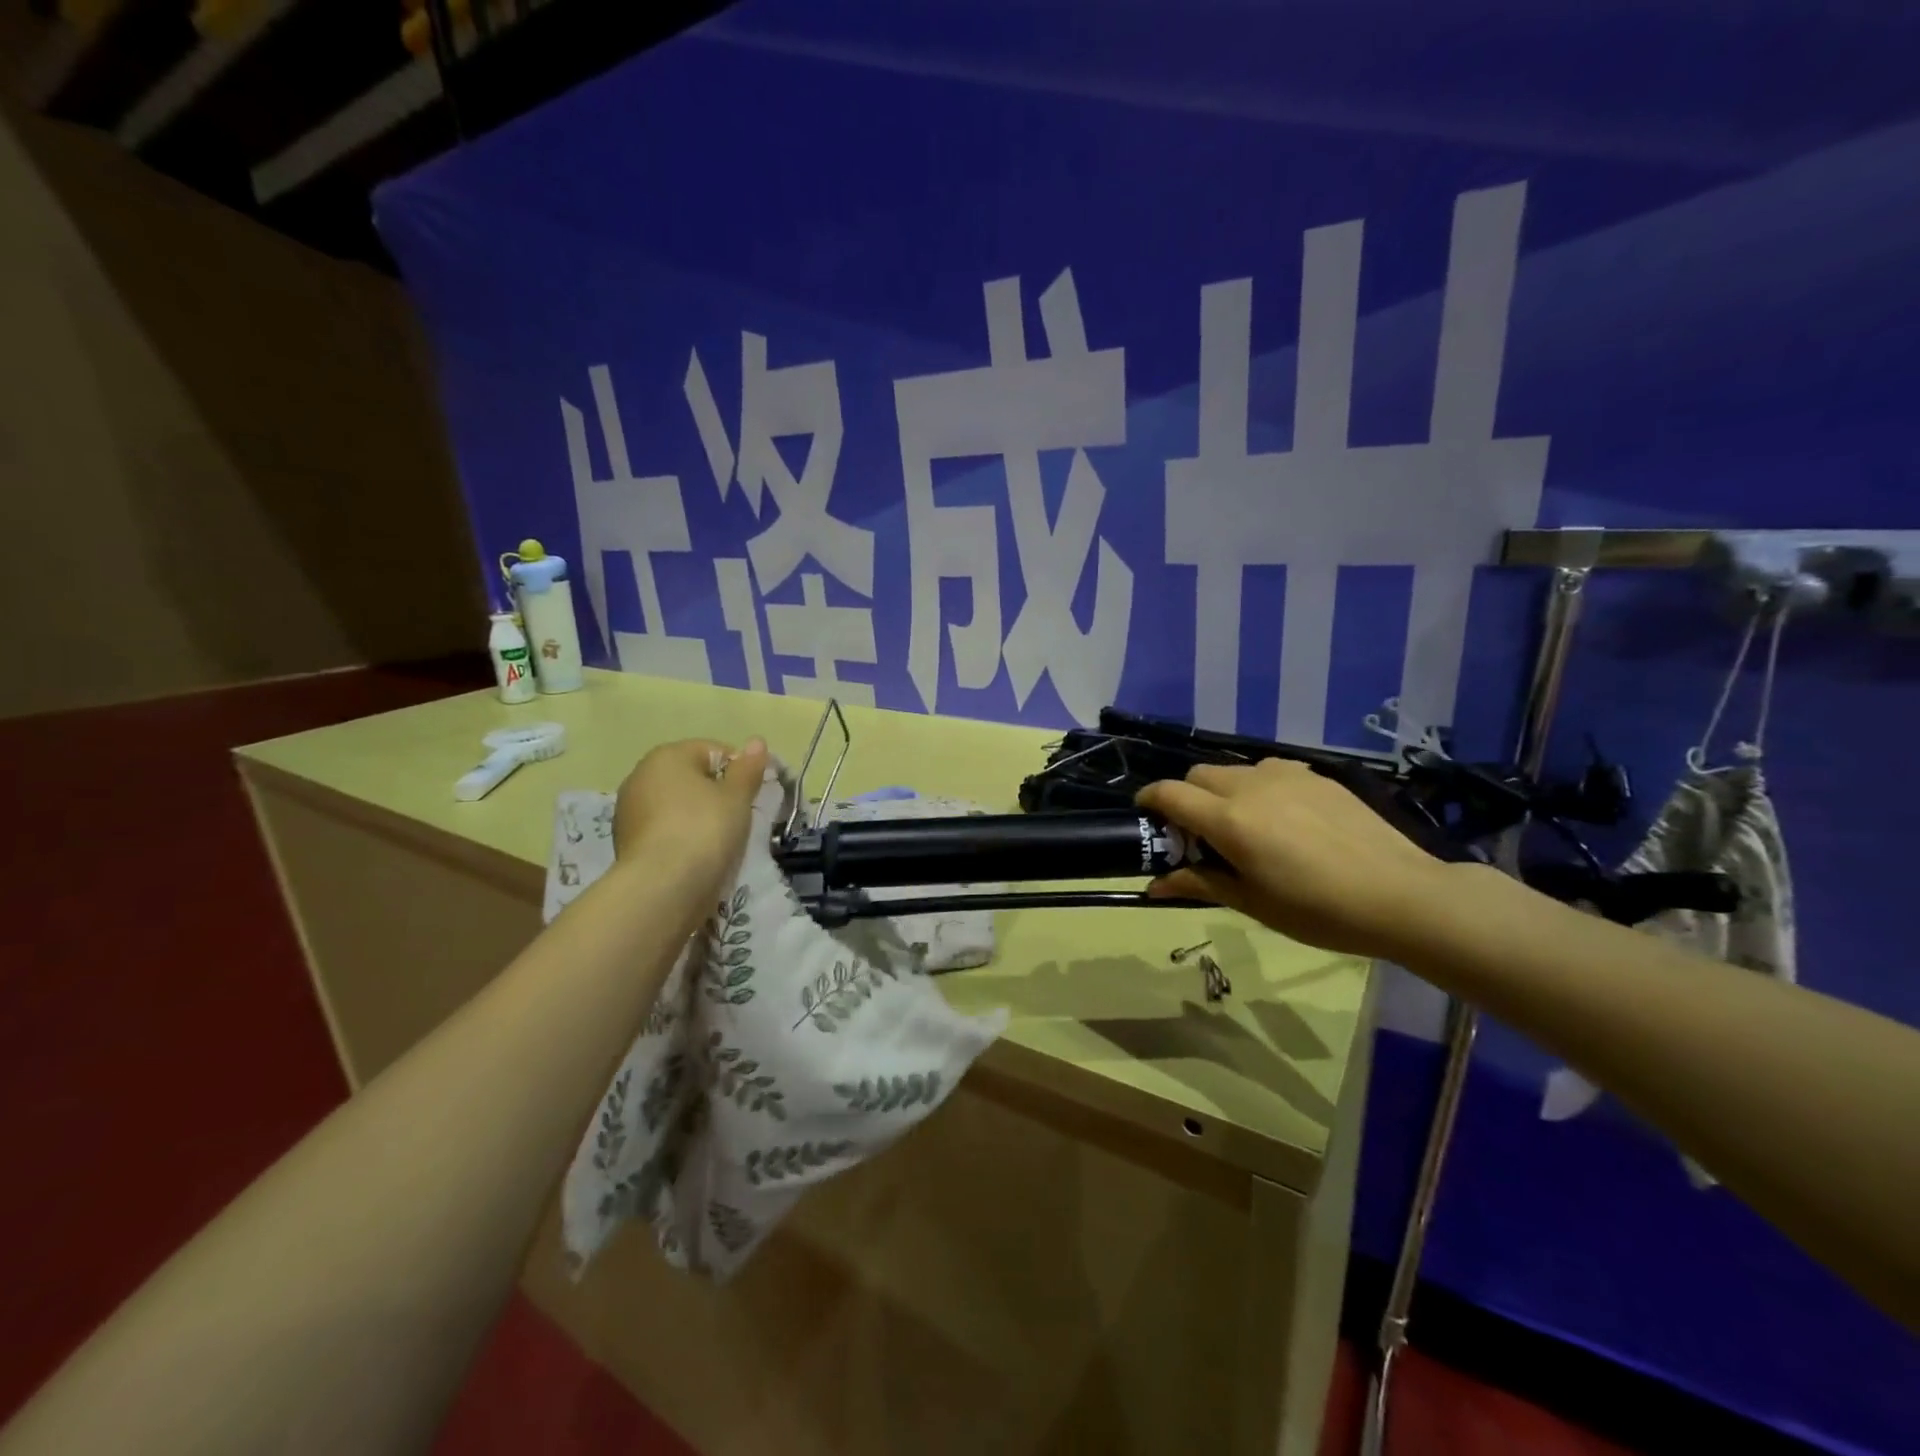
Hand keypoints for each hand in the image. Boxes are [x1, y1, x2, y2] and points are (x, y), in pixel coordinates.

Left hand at [613, 737, 769, 892]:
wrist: (662, 887)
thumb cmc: (704, 829)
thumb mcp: (737, 797)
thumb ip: (748, 768)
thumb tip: (757, 742)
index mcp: (667, 756)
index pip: (714, 751)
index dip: (739, 771)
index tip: (752, 796)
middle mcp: (640, 776)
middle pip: (692, 778)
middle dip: (716, 795)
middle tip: (738, 819)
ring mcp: (629, 811)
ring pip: (677, 806)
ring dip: (698, 818)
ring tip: (718, 842)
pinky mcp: (626, 842)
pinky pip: (665, 831)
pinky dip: (681, 838)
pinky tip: (696, 857)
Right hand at [1138, 758, 1460, 959]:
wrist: (1401, 894)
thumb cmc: (1318, 910)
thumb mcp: (1252, 903)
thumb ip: (1199, 883)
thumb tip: (1154, 886)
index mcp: (1229, 820)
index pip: (1169, 793)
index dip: (1149, 800)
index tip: (1147, 817)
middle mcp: (1250, 786)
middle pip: (1198, 775)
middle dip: (1186, 797)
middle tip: (1200, 833)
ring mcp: (1285, 775)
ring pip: (1233, 769)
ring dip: (1222, 790)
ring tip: (1244, 824)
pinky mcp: (1315, 775)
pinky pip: (1269, 769)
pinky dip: (1257, 786)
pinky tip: (1281, 816)